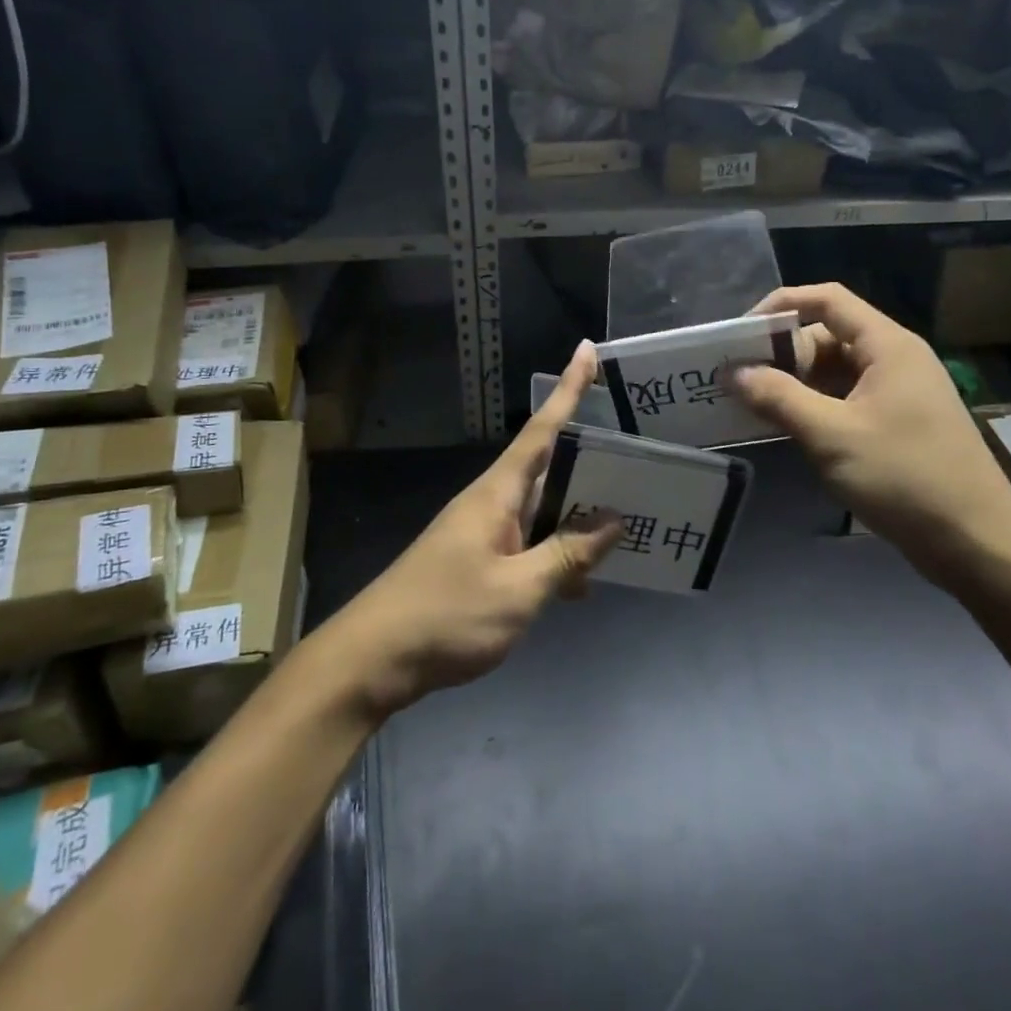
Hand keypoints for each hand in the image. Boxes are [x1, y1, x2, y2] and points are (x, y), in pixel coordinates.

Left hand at [330, 342, 621, 717]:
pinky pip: (528, 544)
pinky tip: (582, 582)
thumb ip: (567, 555)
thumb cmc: (446, 615)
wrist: (373, 660)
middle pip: (548, 468)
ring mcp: (483, 533)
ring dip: (577, 516)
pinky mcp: (478, 562)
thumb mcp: (518, 590)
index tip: (587, 350)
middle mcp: (491, 503)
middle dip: (589, 458)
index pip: (542, 430)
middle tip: (638, 454)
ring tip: (627, 519)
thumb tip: (614, 521)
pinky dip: (556, 555)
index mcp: (498, 493)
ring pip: (542, 511)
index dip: (568, 389)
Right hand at [731, 284, 1010, 589]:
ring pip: (834, 371)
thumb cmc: (905, 477)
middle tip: (739, 379)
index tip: (741, 333)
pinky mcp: (896, 423)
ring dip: (794, 383)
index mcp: (887, 346)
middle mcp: (894, 359)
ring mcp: (897, 393)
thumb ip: (779, 398)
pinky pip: (845, 399)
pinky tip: (785, 427)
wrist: (976, 542)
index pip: (827, 300)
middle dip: (782, 353)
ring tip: (751, 403)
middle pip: (827, 335)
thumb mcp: (832, 435)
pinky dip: (813, 406)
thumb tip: (735, 373)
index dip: (781, 306)